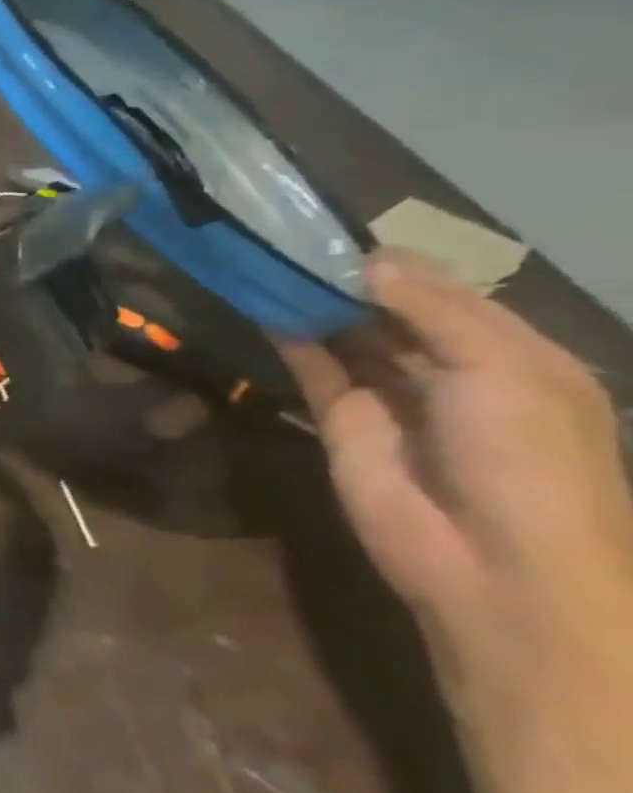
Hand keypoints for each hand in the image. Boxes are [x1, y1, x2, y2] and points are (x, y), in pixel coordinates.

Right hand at [281, 252, 632, 681]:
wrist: (492, 560)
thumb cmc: (527, 455)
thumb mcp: (504, 368)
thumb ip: (435, 307)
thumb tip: (370, 257)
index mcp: (512, 354)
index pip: (447, 293)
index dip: (398, 264)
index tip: (340, 232)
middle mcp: (450, 370)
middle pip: (392, 312)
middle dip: (349, 280)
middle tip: (290, 241)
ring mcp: (392, 398)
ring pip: (349, 337)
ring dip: (316, 305)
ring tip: (269, 263)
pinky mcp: (341, 422)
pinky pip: (315, 370)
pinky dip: (292, 339)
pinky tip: (264, 306)